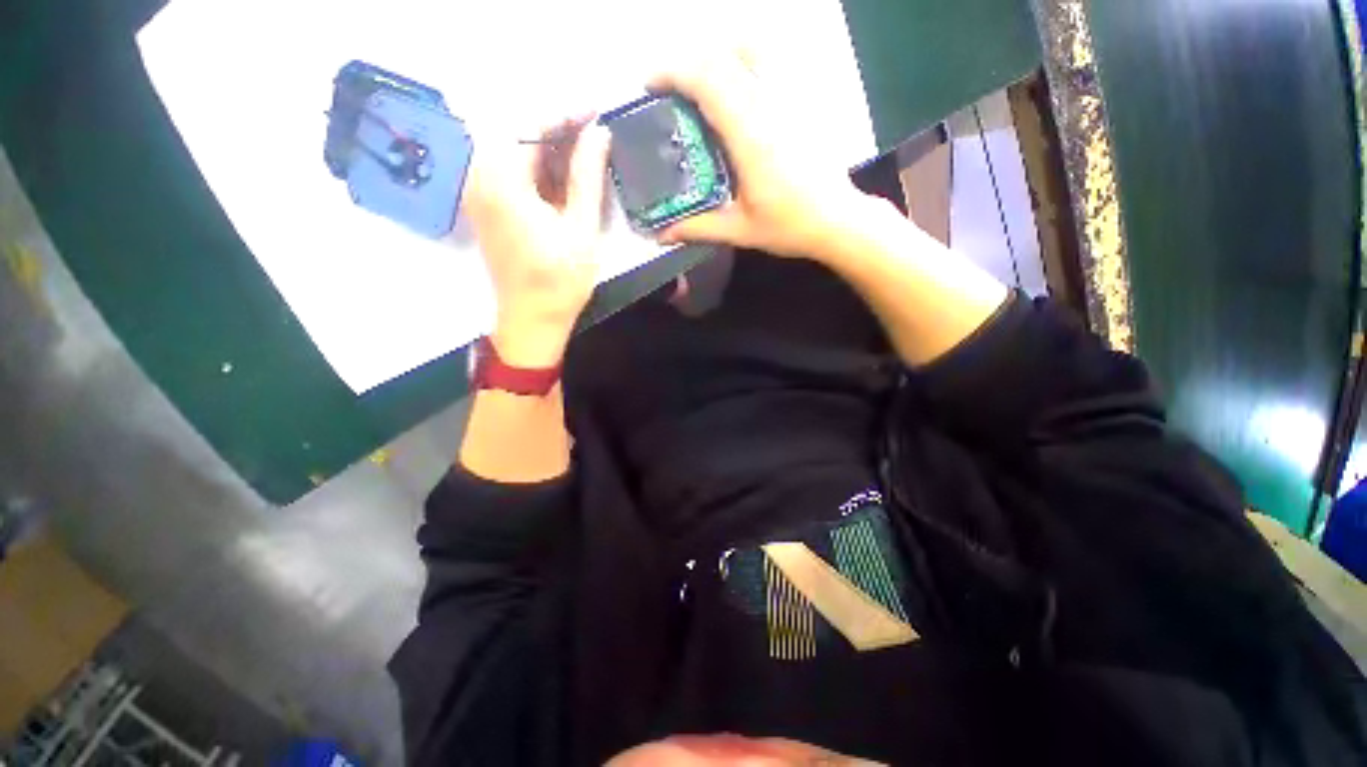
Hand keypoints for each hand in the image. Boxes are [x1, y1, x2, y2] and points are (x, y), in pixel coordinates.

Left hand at [464, 119, 611, 367]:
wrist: (532, 319)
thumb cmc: (559, 280)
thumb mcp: (581, 228)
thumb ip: (587, 176)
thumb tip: (599, 133)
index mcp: (502, 180)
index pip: (531, 125)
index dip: (566, 114)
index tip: (597, 110)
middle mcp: (482, 178)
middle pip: (521, 137)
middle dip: (561, 131)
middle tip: (598, 132)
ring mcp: (482, 192)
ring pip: (519, 154)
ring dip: (554, 151)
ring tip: (590, 153)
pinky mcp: (489, 207)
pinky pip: (515, 174)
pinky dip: (542, 171)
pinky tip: (568, 176)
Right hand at [651, 57, 872, 261]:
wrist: (837, 219)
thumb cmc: (788, 226)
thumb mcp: (738, 231)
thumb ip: (697, 228)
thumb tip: (661, 236)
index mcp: (750, 135)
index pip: (706, 79)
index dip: (671, 72)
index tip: (650, 85)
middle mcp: (768, 104)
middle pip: (721, 56)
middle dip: (686, 63)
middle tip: (669, 90)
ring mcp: (789, 96)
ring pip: (748, 47)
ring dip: (716, 55)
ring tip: (701, 83)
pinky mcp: (802, 98)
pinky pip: (771, 59)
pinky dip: (744, 59)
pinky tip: (737, 86)